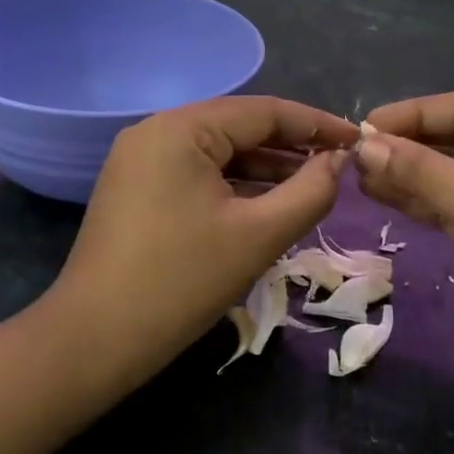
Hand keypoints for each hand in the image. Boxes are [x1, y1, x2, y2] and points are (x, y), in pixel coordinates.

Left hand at [46, 96, 359, 384]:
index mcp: (182, 128)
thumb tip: (338, 162)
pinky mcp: (136, 187)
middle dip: (292, 146)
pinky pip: (197, 172)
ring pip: (219, 151)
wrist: (94, 341)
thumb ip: (310, 192)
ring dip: (265, 166)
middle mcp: (157, 130)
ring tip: (313, 185)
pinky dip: (235, 184)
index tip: (360, 141)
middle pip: (240, 126)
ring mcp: (141, 158)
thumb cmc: (181, 282)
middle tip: (340, 166)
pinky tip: (266, 202)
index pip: (265, 112)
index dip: (317, 125)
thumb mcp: (259, 236)